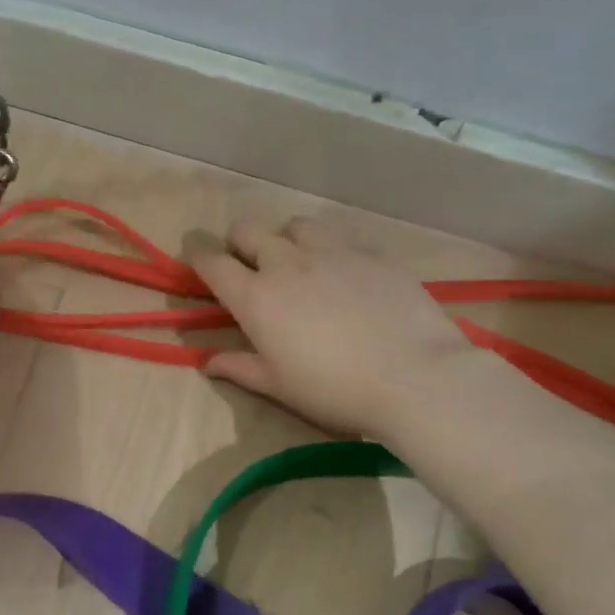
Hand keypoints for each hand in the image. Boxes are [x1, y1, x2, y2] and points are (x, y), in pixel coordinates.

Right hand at [191, 217, 476, 438]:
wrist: (414, 376)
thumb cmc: (334, 390)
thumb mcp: (279, 386)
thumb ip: (239, 367)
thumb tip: (206, 363)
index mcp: (256, 298)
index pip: (213, 264)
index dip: (200, 260)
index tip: (200, 264)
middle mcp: (286, 264)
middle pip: (248, 231)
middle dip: (239, 243)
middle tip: (248, 265)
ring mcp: (332, 252)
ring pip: (295, 225)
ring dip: (287, 239)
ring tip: (299, 263)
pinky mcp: (371, 253)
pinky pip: (341, 238)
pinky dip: (331, 250)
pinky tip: (346, 274)